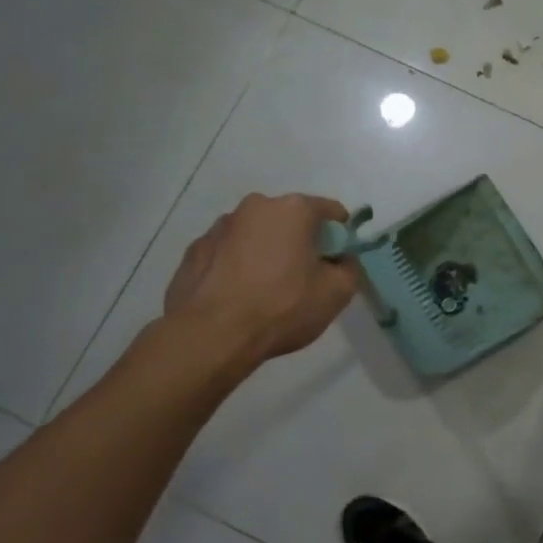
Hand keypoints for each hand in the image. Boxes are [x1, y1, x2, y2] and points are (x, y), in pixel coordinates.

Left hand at [162, 193, 358, 372]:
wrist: (211, 336)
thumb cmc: (282, 307)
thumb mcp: (337, 292)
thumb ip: (350, 268)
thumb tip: (342, 260)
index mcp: (293, 209)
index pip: (329, 210)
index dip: (340, 234)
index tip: (339, 259)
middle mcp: (254, 207)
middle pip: (289, 219)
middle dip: (300, 240)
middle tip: (304, 275)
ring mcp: (219, 227)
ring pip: (255, 234)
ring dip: (266, 251)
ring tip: (266, 288)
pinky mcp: (193, 251)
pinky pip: (227, 252)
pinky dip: (237, 265)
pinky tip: (238, 295)